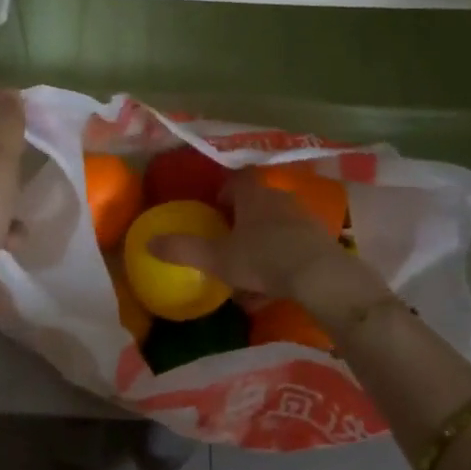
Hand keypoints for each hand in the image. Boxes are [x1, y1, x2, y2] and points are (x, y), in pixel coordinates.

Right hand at [151, 172, 383, 327]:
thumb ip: (183, 249)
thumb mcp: (218, 258)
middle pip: (256, 202)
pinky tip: (272, 290)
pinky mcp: (320, 241)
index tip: (213, 210)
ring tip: (247, 272)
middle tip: (227, 242)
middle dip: (241, 220)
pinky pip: (293, 246)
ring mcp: (303, 219)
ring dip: (261, 243)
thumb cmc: (263, 258)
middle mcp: (279, 198)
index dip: (223, 191)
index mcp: (253, 194)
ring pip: (275, 227)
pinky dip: (280, 261)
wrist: (322, 277)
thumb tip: (148, 243)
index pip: (236, 179)